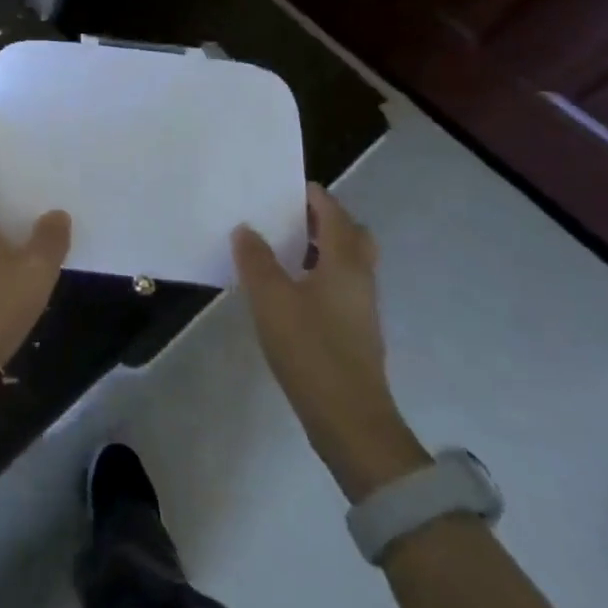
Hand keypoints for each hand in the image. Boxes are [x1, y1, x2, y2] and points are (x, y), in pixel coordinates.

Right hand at [233, 185, 427, 500]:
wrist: (350, 421)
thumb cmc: (310, 349)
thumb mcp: (270, 298)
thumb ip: (256, 259)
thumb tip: (246, 229)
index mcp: (345, 262)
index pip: (334, 214)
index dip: (312, 196)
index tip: (285, 186)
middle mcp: (360, 279)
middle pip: (351, 236)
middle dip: (323, 220)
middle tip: (288, 216)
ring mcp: (361, 308)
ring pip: (347, 262)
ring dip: (320, 248)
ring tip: (281, 248)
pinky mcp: (355, 332)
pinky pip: (340, 286)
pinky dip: (319, 273)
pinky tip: (289, 288)